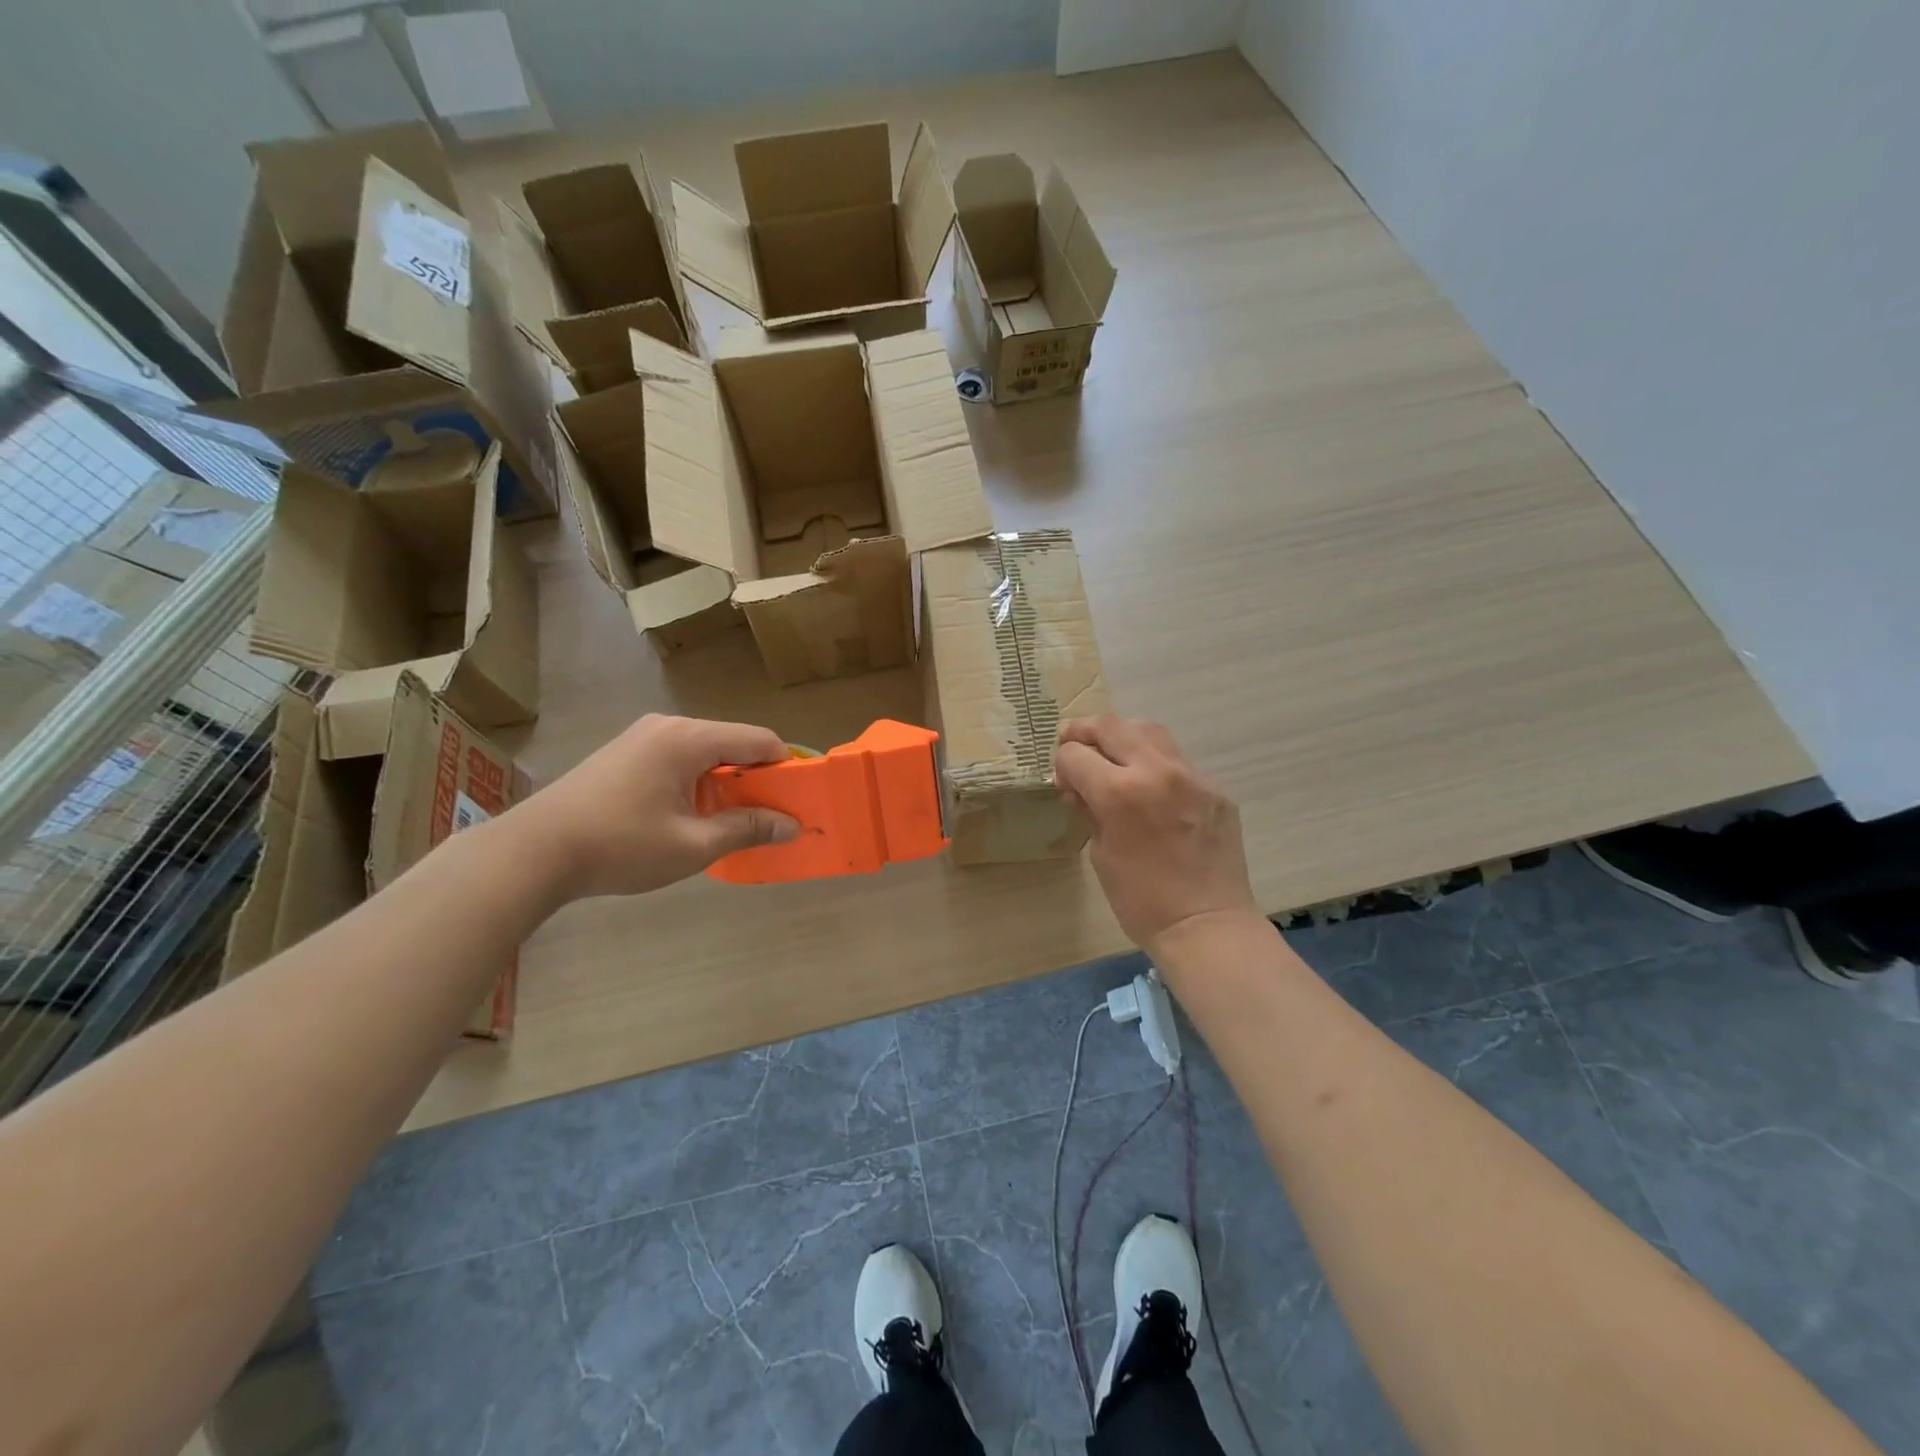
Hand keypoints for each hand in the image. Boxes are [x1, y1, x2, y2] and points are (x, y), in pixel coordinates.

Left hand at [513, 714, 797, 899]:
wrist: (533, 852)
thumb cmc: (620, 846)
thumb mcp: (693, 845)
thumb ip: (747, 829)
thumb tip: (792, 825)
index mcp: (689, 739)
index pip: (759, 740)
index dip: (786, 767)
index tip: (799, 798)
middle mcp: (668, 725)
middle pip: (732, 743)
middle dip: (756, 777)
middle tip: (768, 816)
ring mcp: (642, 736)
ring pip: (706, 751)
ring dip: (726, 781)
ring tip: (730, 820)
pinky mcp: (625, 752)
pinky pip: (679, 757)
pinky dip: (699, 780)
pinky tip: (691, 814)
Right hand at [1054, 715, 1258, 952]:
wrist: (1205, 925)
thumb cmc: (1141, 900)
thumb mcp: (1101, 853)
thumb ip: (1089, 809)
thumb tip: (1078, 786)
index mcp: (1119, 791)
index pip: (1076, 754)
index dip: (1062, 765)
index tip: (1063, 782)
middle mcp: (1156, 770)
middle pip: (1111, 726)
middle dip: (1084, 732)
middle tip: (1074, 745)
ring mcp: (1191, 775)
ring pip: (1149, 730)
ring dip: (1123, 737)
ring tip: (1113, 755)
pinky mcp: (1214, 788)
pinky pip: (1177, 760)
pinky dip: (1155, 762)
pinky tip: (1150, 787)